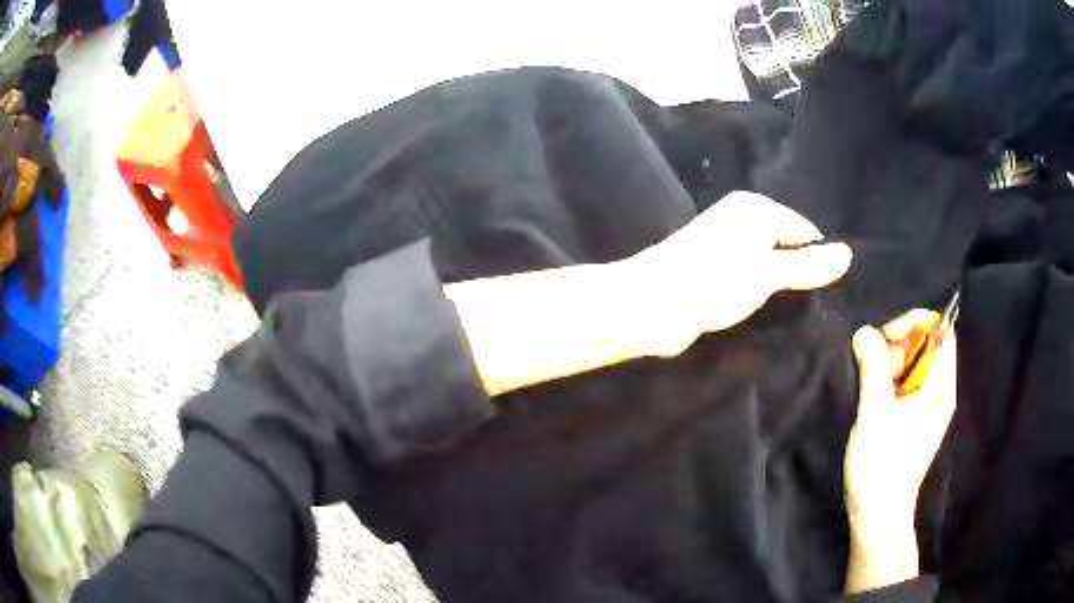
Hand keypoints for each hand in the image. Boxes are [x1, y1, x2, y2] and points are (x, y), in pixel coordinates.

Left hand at [624, 191, 852, 356]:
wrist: (649, 306)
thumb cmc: (712, 282)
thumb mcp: (767, 273)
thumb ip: (807, 266)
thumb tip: (848, 254)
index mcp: (755, 209)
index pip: (804, 231)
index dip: (819, 259)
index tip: (833, 293)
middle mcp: (740, 220)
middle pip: (786, 246)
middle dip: (801, 273)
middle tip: (821, 306)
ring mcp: (726, 246)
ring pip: (768, 265)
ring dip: (782, 286)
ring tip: (802, 313)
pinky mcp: (714, 272)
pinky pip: (750, 279)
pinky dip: (762, 293)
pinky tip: (772, 313)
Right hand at [843, 311, 957, 592]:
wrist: (879, 515)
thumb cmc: (881, 465)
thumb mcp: (874, 412)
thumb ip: (873, 367)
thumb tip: (865, 331)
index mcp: (940, 387)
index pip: (941, 331)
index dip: (915, 324)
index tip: (885, 337)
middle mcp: (941, 393)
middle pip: (928, 346)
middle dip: (900, 345)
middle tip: (872, 365)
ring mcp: (930, 410)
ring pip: (916, 367)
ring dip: (892, 365)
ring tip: (870, 385)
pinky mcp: (918, 423)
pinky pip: (910, 387)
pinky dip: (892, 383)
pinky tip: (873, 399)